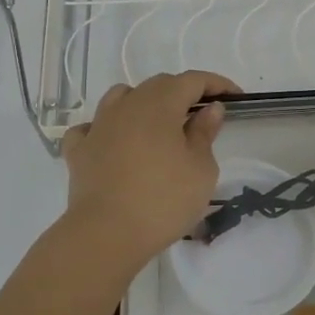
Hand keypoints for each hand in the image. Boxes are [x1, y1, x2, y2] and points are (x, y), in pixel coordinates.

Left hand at [59, 71, 239, 271]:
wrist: (107, 234)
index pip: (192, 81)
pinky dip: (106, 129)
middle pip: (158, 85)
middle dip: (183, 93)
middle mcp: (127, 106)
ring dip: (143, 103)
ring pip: (121, 97)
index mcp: (160, 105)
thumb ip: (204, 133)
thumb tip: (210, 108)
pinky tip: (113, 142)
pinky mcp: (79, 151)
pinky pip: (91, 128)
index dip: (216, 84)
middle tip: (202, 116)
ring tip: (157, 125)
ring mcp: (98, 126)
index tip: (236, 97)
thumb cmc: (164, 200)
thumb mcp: (200, 169)